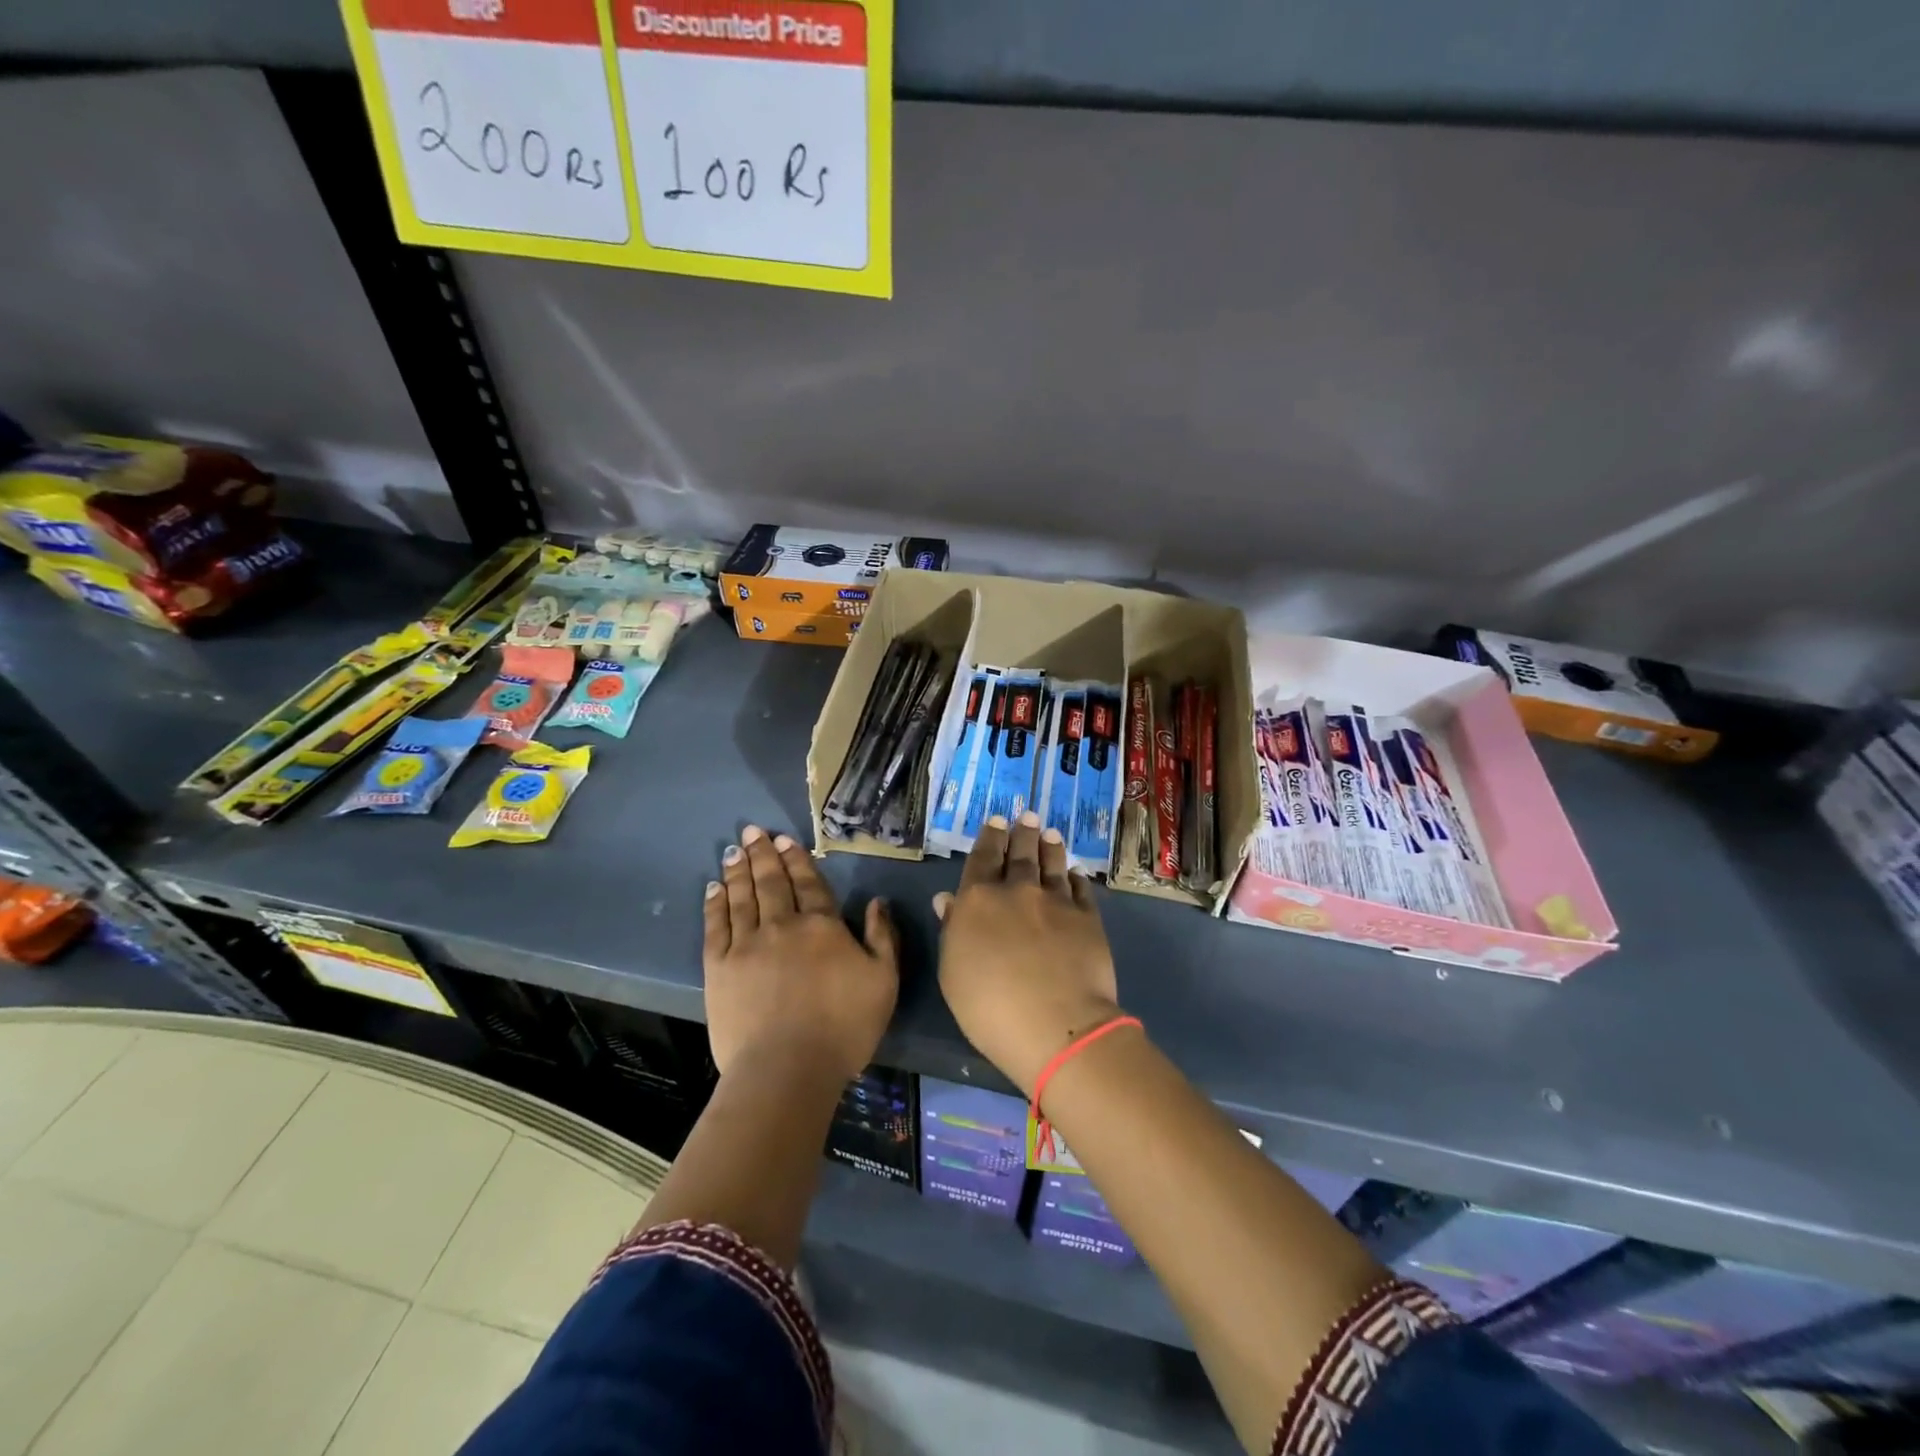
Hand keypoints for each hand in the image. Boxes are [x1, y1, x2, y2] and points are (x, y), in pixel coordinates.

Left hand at [703, 825, 898, 1080]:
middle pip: (771, 882)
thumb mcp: (883, 981)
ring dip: (738, 871)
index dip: (797, 859)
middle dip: (763, 854)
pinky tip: (714, 888)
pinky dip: (714, 904)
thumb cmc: (844, 1027)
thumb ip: (882, 937)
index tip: (784, 839)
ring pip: (741, 897)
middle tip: (753, 831)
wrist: (788, 1069)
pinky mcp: (719, 968)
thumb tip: (877, 901)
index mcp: (822, 926)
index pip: (808, 883)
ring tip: (732, 850)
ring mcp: (746, 944)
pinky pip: (715, 926)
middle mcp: (782, 925)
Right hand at [934, 812, 1122, 1095]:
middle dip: (1022, 833)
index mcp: (979, 899)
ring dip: (1050, 847)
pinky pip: (1081, 889)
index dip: (989, 838)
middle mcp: (1018, 890)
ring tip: (1051, 833)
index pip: (983, 858)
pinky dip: (1076, 878)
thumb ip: (952, 929)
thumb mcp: (953, 971)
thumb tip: (948, 899)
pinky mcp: (1088, 917)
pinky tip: (1075, 874)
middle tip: (1028, 816)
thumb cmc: (989, 1007)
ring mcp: (1056, 901)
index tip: (997, 821)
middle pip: (1020, 854)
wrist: (1055, 1024)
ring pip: (1052, 864)